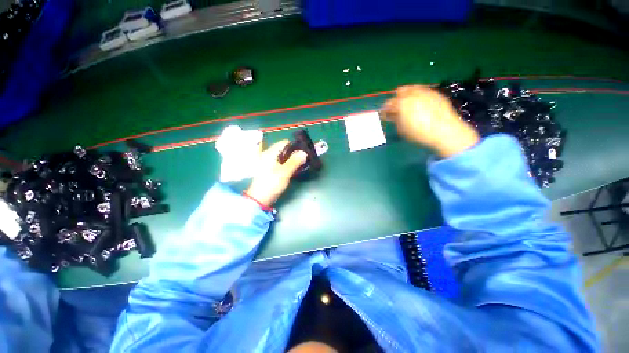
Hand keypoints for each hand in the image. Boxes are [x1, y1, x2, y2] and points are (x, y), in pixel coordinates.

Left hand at [245, 140, 307, 207]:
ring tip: (301, 164)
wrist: (260, 198)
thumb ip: (294, 161)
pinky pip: (281, 162)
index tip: (304, 153)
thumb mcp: (284, 172)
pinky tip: (294, 169)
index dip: (295, 146)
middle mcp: (269, 155)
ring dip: (292, 159)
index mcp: (270, 153)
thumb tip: (304, 153)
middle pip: (284, 149)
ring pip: (283, 156)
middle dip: (295, 153)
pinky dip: (288, 164)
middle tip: (304, 159)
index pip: (285, 143)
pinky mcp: (270, 169)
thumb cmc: (271, 184)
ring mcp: (269, 162)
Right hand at [382, 86, 479, 157]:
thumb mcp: (402, 129)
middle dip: (395, 100)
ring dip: (406, 95)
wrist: (445, 131)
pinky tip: (418, 103)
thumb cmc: (419, 133)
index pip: (389, 103)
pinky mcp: (435, 93)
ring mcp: (425, 92)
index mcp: (402, 103)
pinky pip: (422, 90)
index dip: (385, 109)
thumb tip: (390, 115)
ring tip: (406, 105)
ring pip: (411, 89)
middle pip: (399, 92)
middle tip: (394, 108)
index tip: (384, 114)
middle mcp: (413, 94)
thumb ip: (394, 120)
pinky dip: (417, 95)